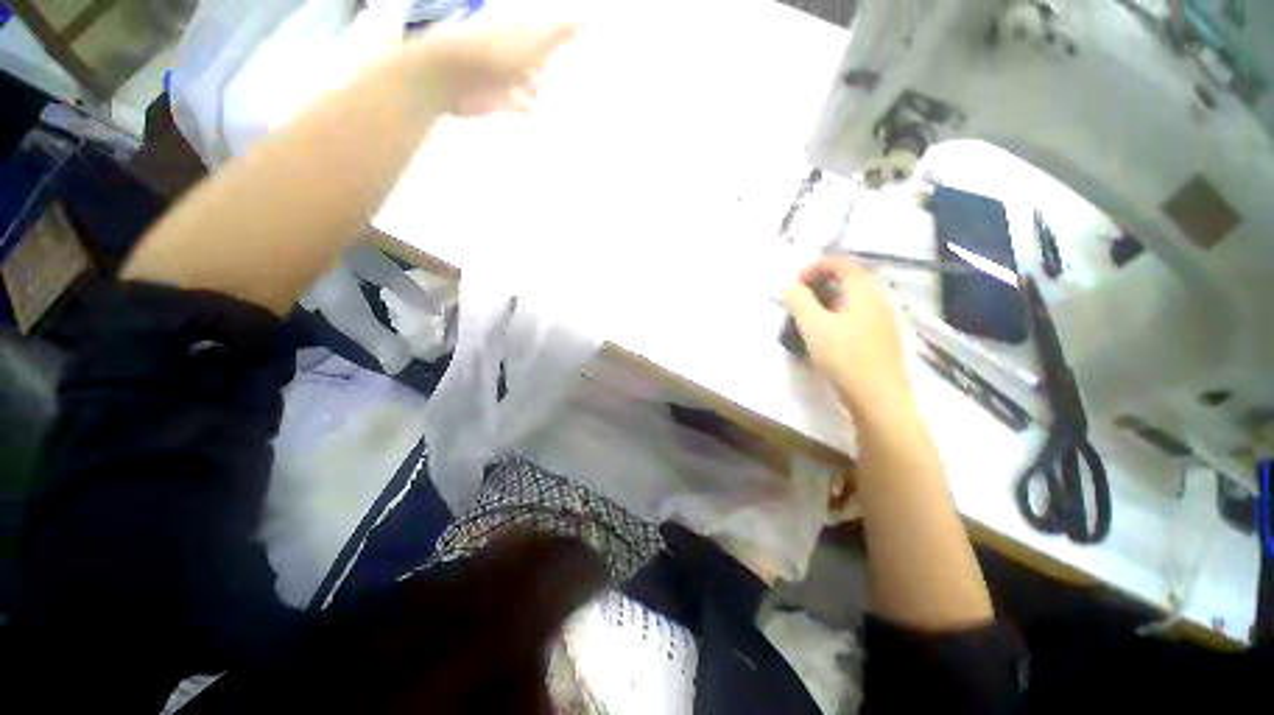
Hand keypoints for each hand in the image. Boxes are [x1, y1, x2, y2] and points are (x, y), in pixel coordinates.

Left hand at [403, 18, 579, 116]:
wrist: (452, 75)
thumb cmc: (495, 53)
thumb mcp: (534, 41)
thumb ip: (560, 33)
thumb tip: (590, 18)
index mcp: (522, 33)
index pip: (547, 34)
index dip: (562, 39)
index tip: (581, 47)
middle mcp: (514, 53)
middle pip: (538, 59)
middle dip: (551, 67)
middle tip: (572, 78)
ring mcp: (505, 77)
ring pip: (529, 84)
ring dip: (540, 90)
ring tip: (560, 102)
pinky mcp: (498, 100)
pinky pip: (519, 106)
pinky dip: (528, 110)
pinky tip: (539, 116)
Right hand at [783, 256, 911, 414]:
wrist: (878, 398)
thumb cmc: (844, 357)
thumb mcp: (813, 326)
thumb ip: (798, 300)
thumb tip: (788, 285)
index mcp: (864, 291)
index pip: (842, 262)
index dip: (816, 266)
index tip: (795, 283)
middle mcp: (878, 299)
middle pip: (849, 278)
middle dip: (820, 283)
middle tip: (799, 299)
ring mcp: (883, 320)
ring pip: (853, 299)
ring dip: (828, 300)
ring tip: (809, 318)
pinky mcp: (882, 339)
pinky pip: (858, 315)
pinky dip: (839, 315)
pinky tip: (827, 335)